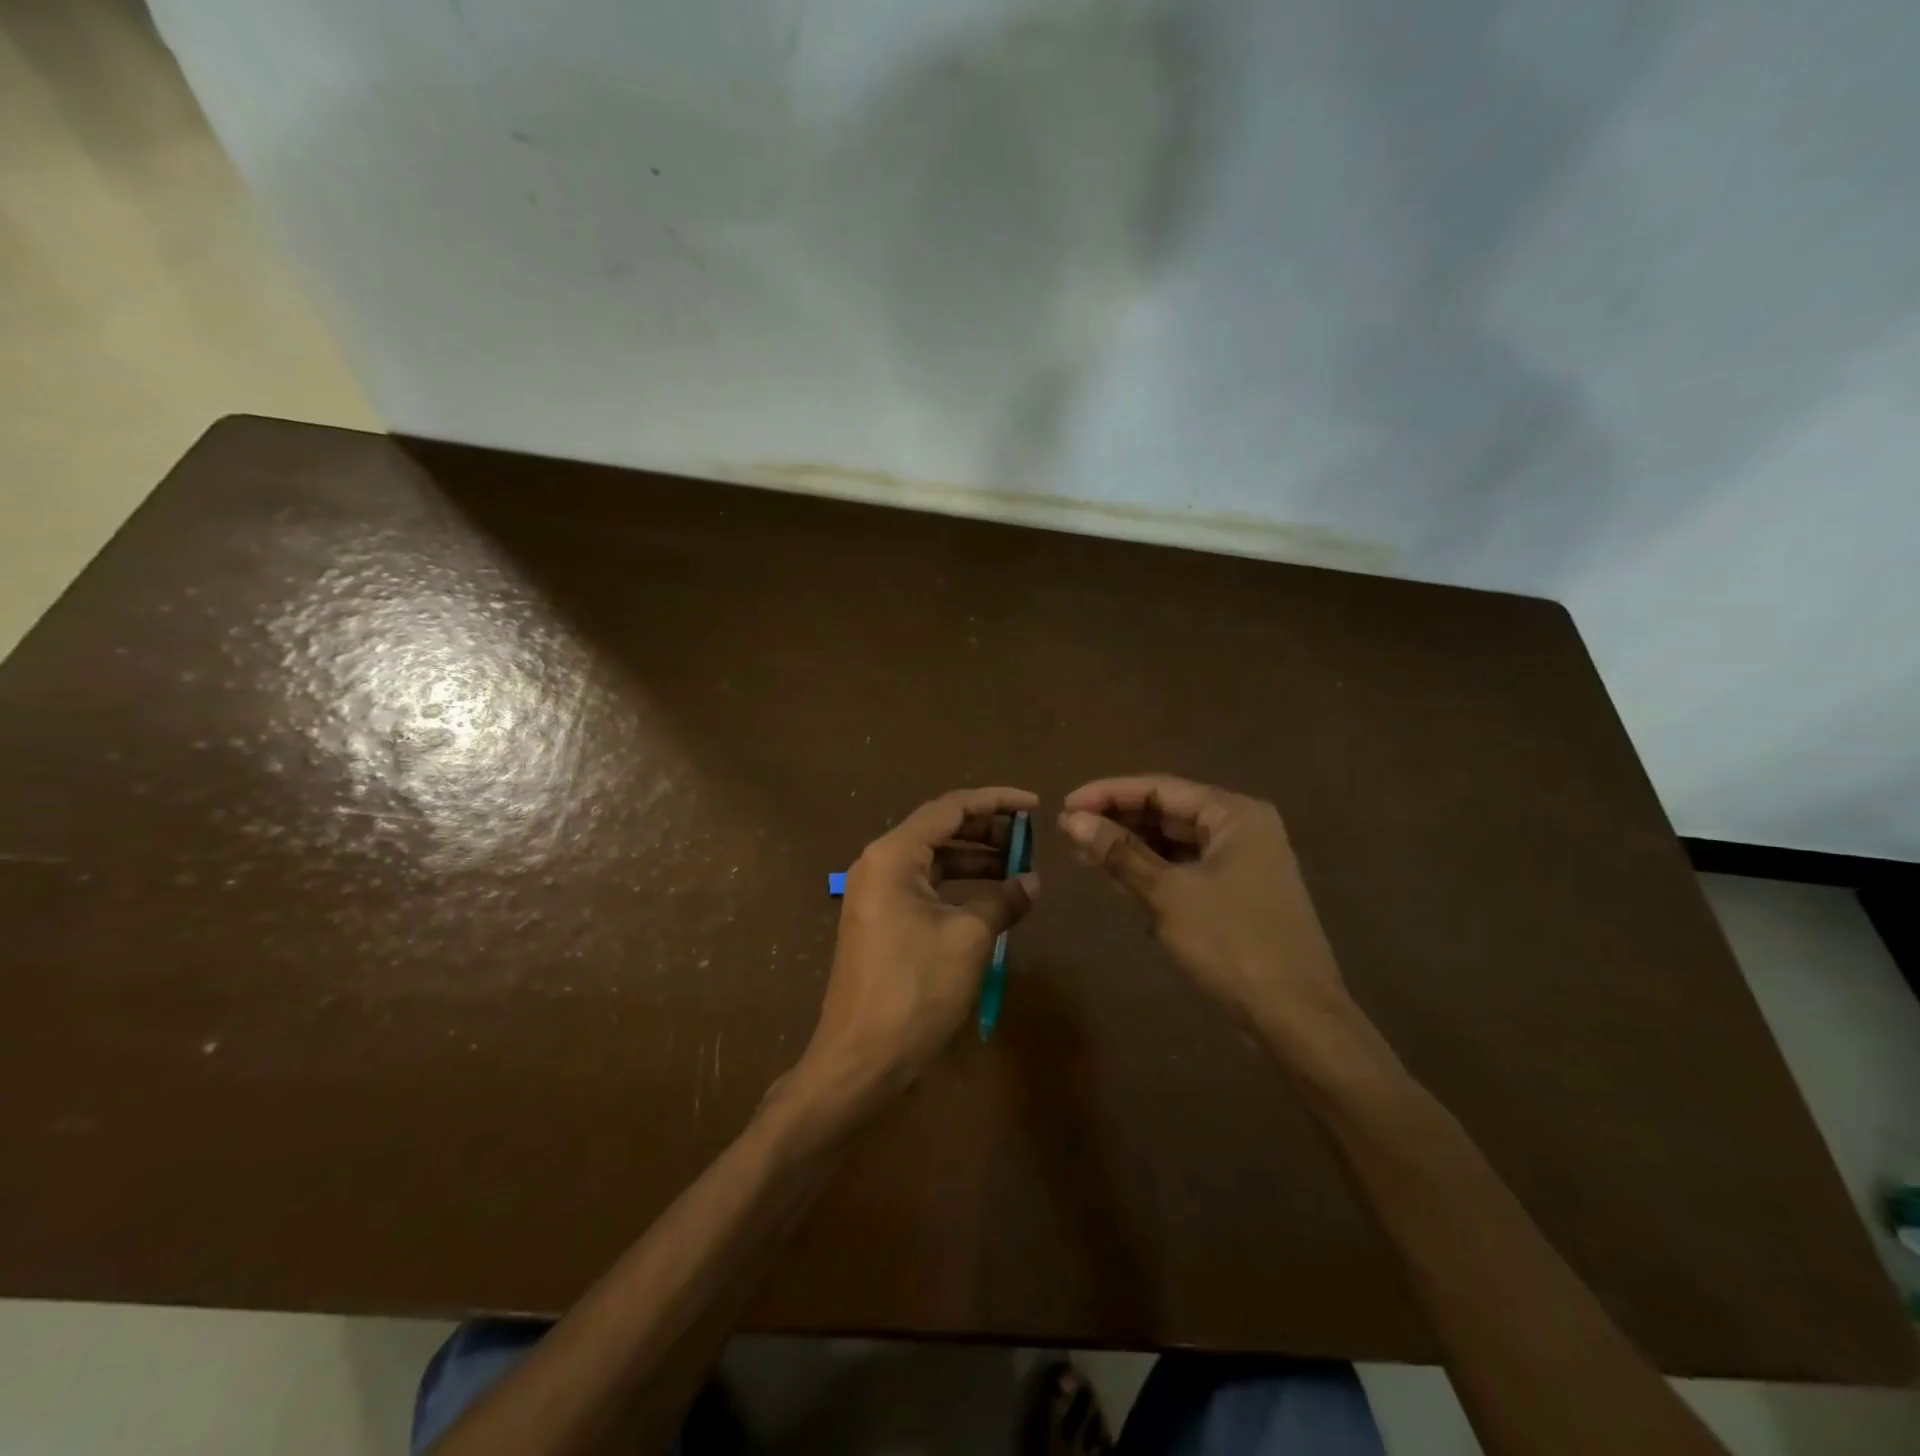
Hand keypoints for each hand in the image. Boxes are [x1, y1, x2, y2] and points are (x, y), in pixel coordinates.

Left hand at [790, 787, 1039, 1114]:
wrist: (860, 1058)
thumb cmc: (915, 990)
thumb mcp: (969, 939)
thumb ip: (1004, 901)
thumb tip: (1033, 882)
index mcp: (893, 855)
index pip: (950, 808)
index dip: (996, 802)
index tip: (1035, 806)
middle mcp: (879, 863)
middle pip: (940, 829)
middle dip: (987, 831)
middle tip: (1030, 840)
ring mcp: (876, 893)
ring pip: (933, 859)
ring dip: (975, 859)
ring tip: (1018, 869)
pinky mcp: (881, 919)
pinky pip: (925, 886)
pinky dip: (958, 886)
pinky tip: (990, 898)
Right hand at [1059, 775, 1348, 1043]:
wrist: (1296, 1017)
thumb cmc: (1232, 943)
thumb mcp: (1168, 893)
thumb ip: (1120, 852)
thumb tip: (1073, 820)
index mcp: (1235, 814)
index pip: (1159, 788)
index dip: (1108, 794)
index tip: (1064, 805)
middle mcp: (1242, 829)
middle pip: (1168, 812)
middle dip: (1118, 821)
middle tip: (1068, 832)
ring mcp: (1243, 863)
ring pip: (1175, 843)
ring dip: (1131, 848)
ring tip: (1083, 854)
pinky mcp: (1237, 895)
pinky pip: (1186, 870)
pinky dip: (1153, 872)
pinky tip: (1118, 881)